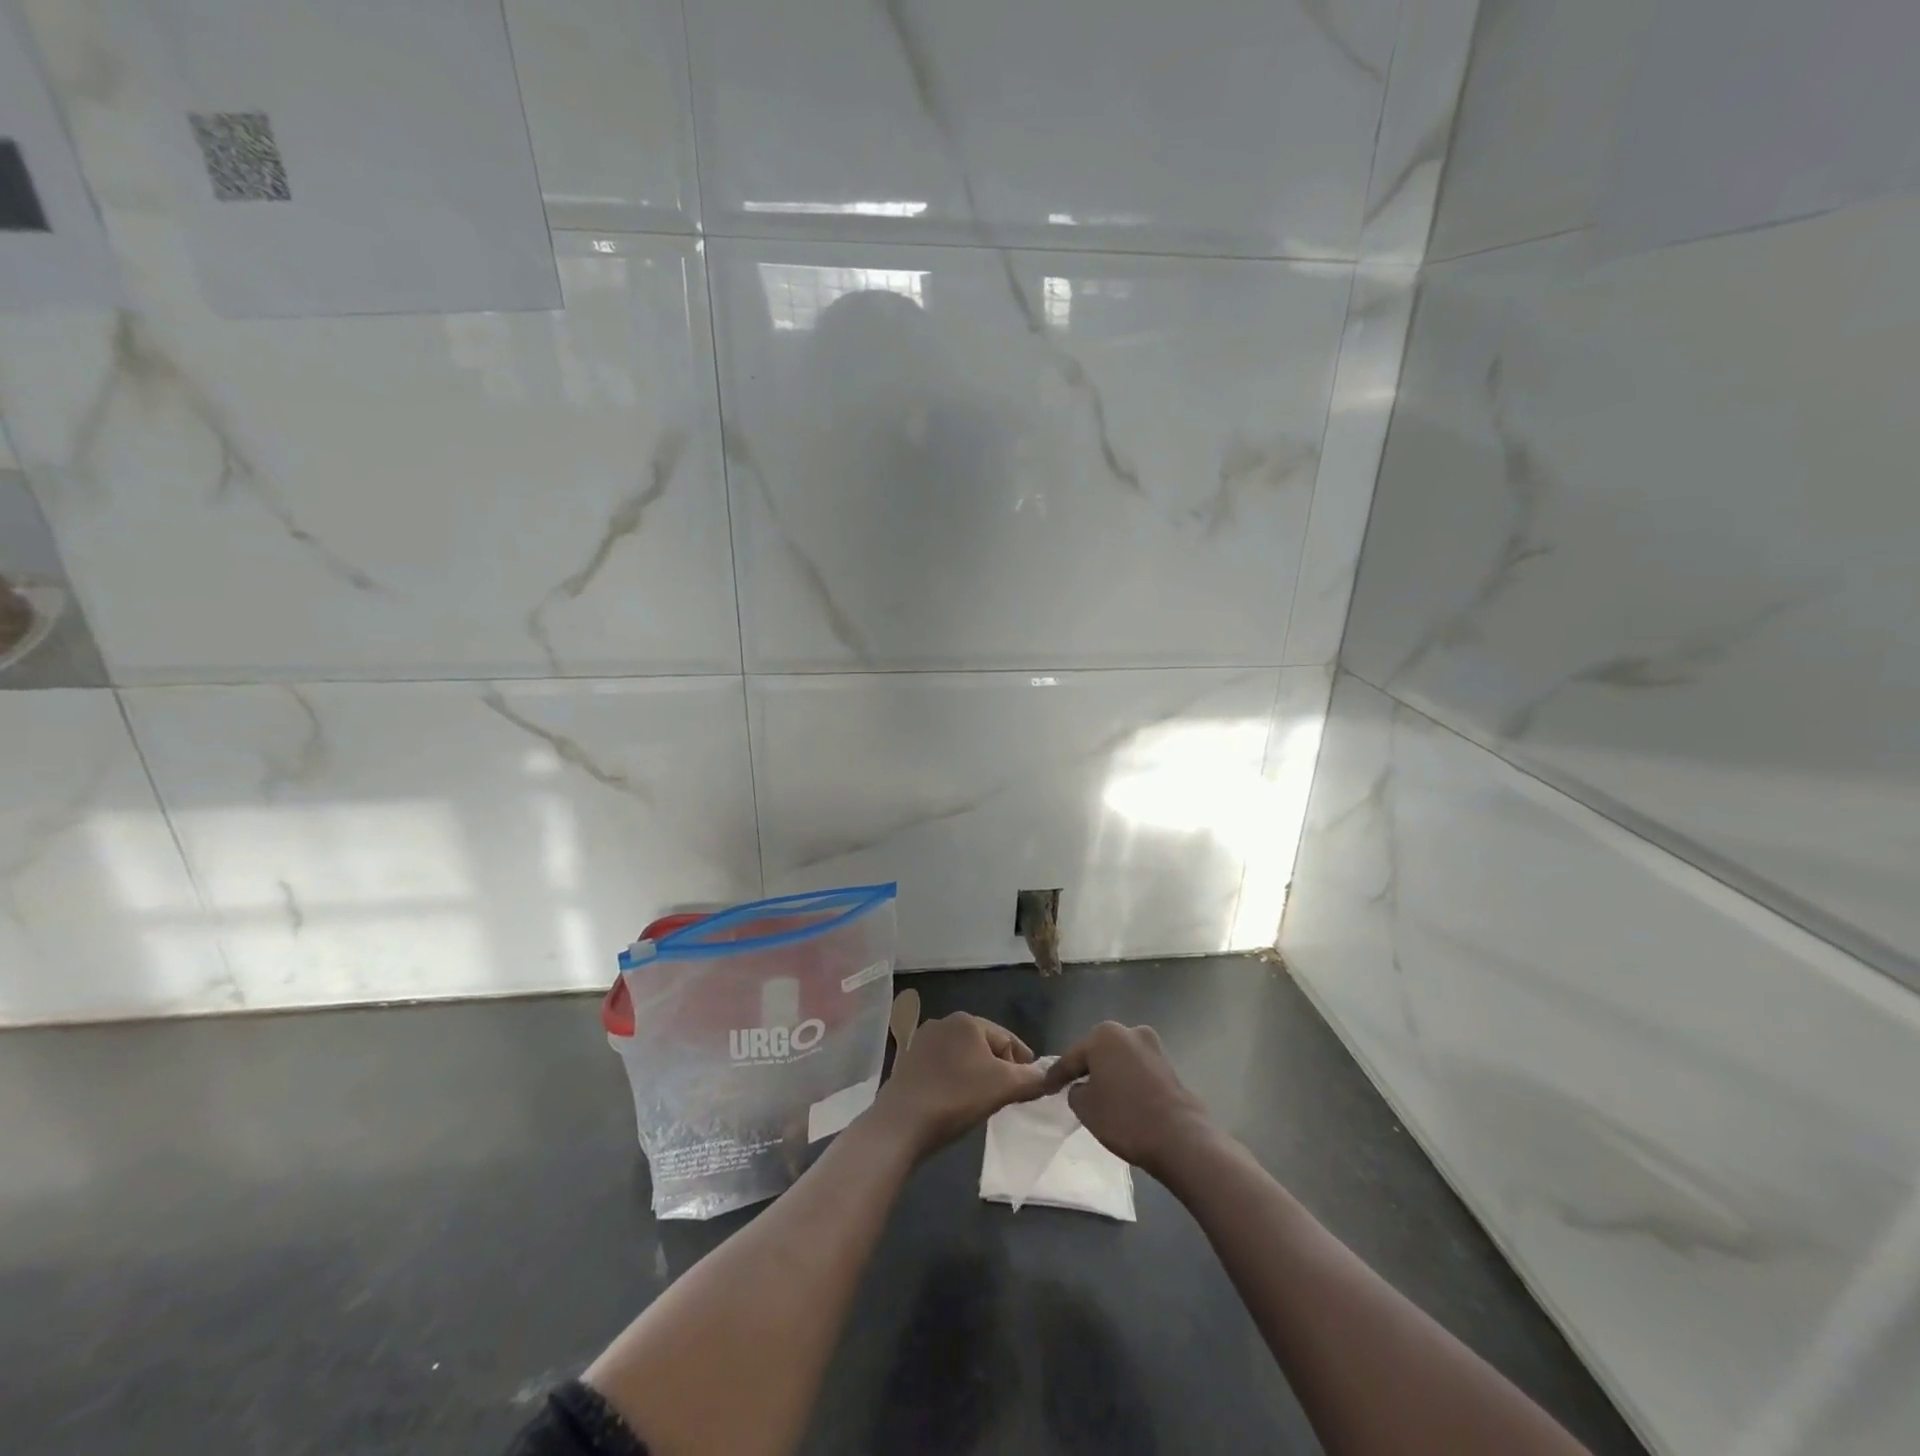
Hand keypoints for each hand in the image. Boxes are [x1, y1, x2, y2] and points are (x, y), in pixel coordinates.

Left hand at [871, 1012, 1047, 1157]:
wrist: (901, 1123)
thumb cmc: (956, 1097)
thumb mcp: (1003, 1087)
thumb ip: (1031, 1079)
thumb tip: (1050, 1076)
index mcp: (967, 1021)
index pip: (1007, 1038)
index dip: (1023, 1062)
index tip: (1032, 1086)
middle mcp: (943, 1023)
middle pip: (984, 1046)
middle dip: (1000, 1068)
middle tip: (1009, 1096)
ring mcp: (922, 1042)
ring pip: (963, 1057)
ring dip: (977, 1075)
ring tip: (984, 1101)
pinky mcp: (908, 1063)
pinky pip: (943, 1069)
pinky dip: (955, 1081)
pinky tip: (957, 1101)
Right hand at [1042, 1022, 1210, 1177]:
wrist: (1179, 1137)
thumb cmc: (1124, 1117)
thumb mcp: (1084, 1107)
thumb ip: (1075, 1091)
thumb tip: (1083, 1087)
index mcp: (1103, 1035)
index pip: (1071, 1057)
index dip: (1056, 1076)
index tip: (1045, 1088)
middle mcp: (1128, 1031)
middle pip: (1097, 1053)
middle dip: (1085, 1068)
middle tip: (1071, 1088)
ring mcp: (1152, 1046)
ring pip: (1119, 1060)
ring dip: (1108, 1074)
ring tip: (1098, 1095)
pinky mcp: (1168, 1065)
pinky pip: (1137, 1070)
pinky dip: (1127, 1081)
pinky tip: (1121, 1098)